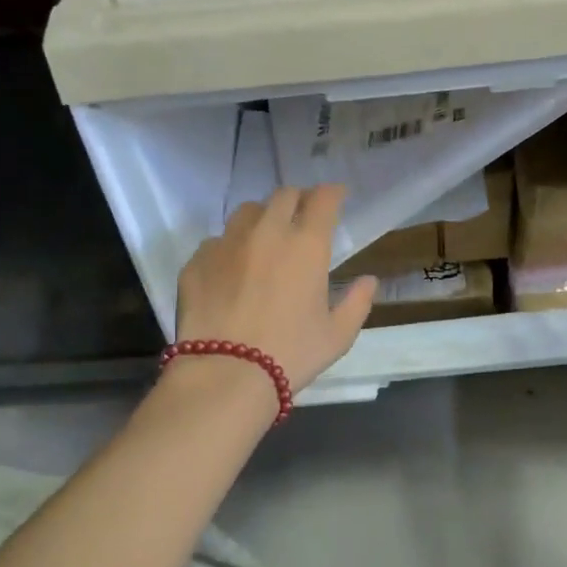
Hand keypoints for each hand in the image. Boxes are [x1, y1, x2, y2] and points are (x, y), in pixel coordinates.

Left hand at [175, 185, 376, 392]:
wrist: (226, 373)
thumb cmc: (292, 354)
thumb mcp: (338, 336)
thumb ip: (358, 302)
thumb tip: (368, 280)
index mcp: (307, 245)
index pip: (323, 199)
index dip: (333, 194)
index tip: (337, 198)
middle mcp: (267, 232)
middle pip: (284, 195)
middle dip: (299, 201)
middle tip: (303, 217)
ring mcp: (227, 243)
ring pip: (247, 211)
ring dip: (263, 217)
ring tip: (265, 238)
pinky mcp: (197, 260)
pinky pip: (217, 241)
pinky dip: (231, 247)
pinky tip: (233, 270)